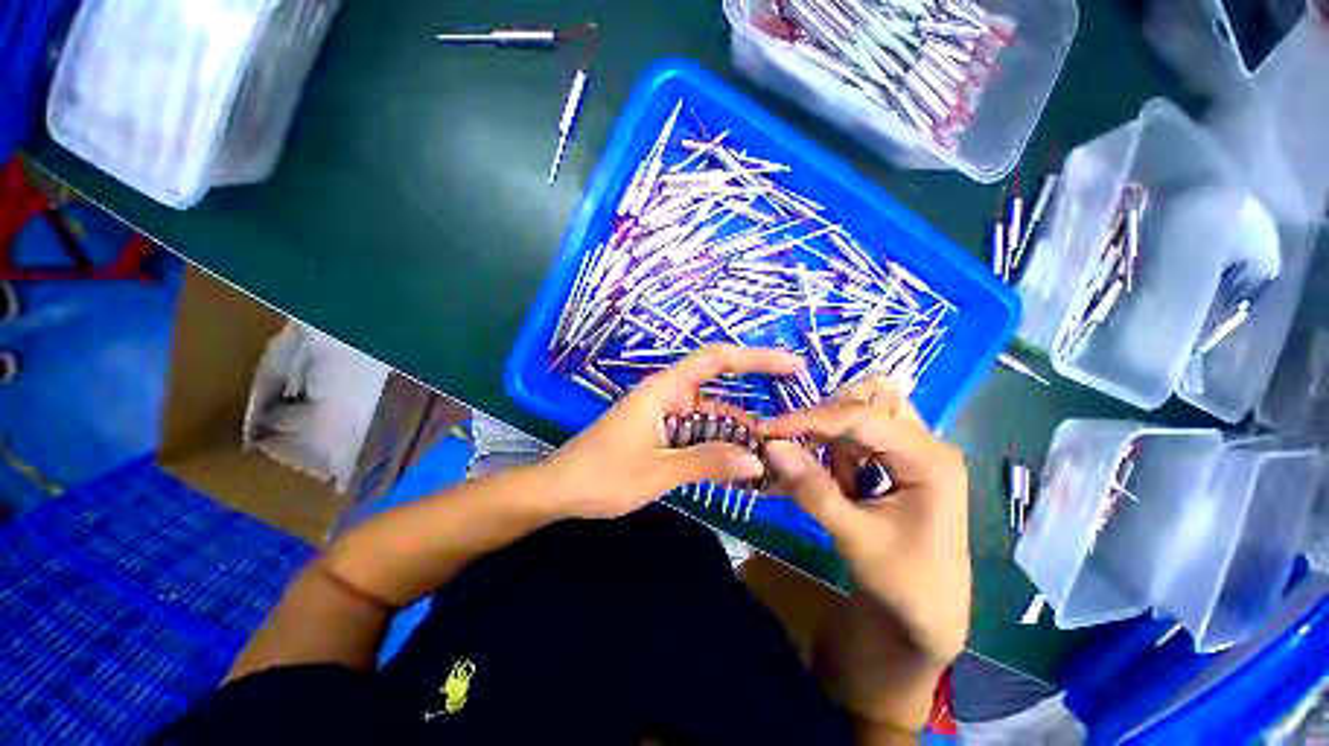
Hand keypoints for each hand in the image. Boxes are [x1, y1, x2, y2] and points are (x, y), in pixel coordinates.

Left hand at [545, 345, 803, 519]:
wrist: (560, 491)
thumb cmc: (602, 475)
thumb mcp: (657, 471)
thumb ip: (707, 462)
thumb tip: (757, 461)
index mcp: (664, 389)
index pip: (716, 360)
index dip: (756, 358)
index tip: (792, 366)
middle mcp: (669, 396)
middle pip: (720, 393)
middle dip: (753, 412)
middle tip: (790, 431)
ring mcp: (667, 416)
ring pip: (712, 420)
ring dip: (737, 436)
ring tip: (771, 459)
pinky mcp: (664, 434)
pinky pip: (699, 435)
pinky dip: (719, 448)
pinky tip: (740, 469)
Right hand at [759, 377, 969, 727]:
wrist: (924, 618)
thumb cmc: (902, 583)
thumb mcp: (854, 538)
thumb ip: (812, 489)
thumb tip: (772, 446)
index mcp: (928, 460)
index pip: (862, 418)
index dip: (811, 419)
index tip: (768, 429)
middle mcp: (924, 444)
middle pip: (872, 399)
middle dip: (828, 416)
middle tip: (796, 442)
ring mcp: (910, 451)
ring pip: (861, 413)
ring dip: (829, 434)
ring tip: (815, 470)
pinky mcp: (894, 461)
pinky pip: (856, 435)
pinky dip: (831, 448)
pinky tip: (821, 475)